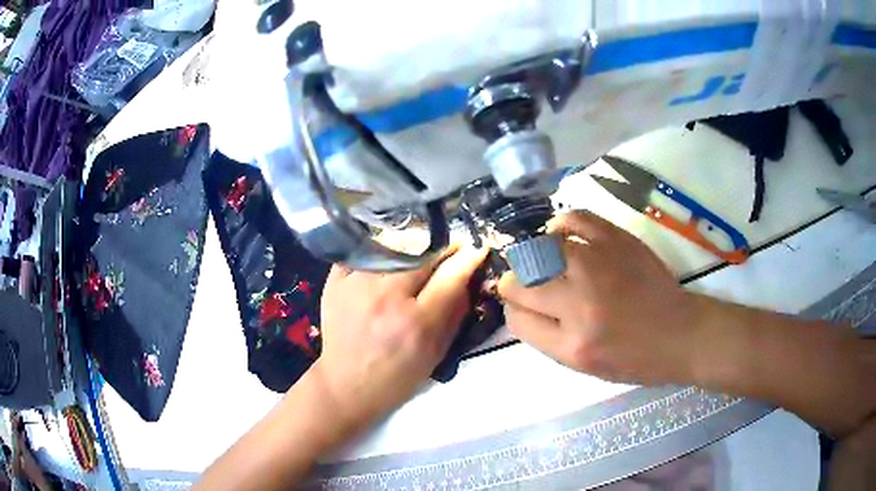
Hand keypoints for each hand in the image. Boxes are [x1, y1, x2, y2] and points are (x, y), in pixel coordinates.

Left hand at [312, 245, 486, 434]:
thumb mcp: (435, 355)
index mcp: (416, 323)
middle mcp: (386, 298)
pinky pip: (362, 251)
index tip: (477, 248)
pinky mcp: (335, 282)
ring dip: (412, 247)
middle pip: (422, 254)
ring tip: (418, 254)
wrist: (345, 385)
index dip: (468, 258)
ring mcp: (357, 286)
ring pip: (393, 246)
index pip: (450, 277)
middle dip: (442, 248)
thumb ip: (454, 315)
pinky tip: (385, 260)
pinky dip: (378, 251)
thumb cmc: (395, 378)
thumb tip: (467, 279)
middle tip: (450, 249)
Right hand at [498, 211, 697, 384]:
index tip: (522, 305)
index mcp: (573, 345)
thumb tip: (520, 304)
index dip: (513, 309)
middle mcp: (581, 304)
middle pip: (519, 282)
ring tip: (543, 261)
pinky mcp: (616, 241)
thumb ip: (547, 336)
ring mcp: (599, 266)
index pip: (517, 318)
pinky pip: (572, 220)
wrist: (680, 333)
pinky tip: (560, 236)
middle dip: (515, 283)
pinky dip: (559, 226)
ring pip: (538, 250)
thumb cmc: (634, 358)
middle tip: (528, 284)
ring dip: (533, 257)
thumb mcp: (585, 366)